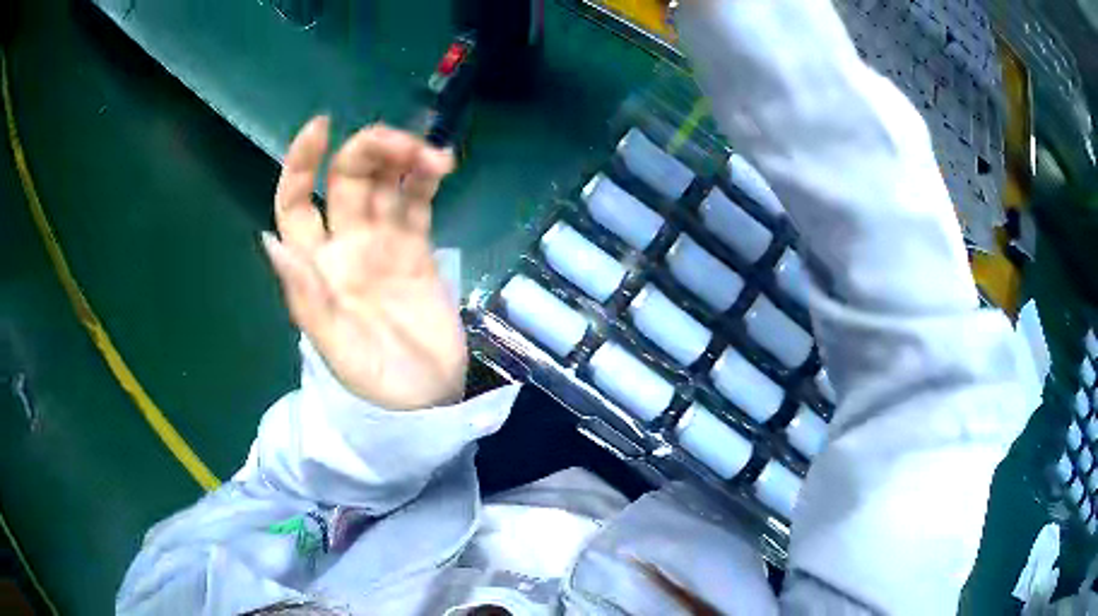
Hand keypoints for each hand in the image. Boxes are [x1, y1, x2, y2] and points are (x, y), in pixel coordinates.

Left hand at [263, 116, 465, 409]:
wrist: (428, 403)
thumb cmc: (378, 386)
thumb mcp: (337, 348)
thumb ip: (306, 297)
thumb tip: (270, 240)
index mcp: (315, 266)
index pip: (295, 204)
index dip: (300, 164)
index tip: (321, 127)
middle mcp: (343, 245)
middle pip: (346, 179)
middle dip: (369, 151)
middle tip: (405, 147)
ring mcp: (382, 244)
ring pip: (385, 182)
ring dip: (403, 159)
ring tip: (434, 158)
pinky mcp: (416, 249)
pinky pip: (417, 203)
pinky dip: (426, 179)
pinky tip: (442, 166)